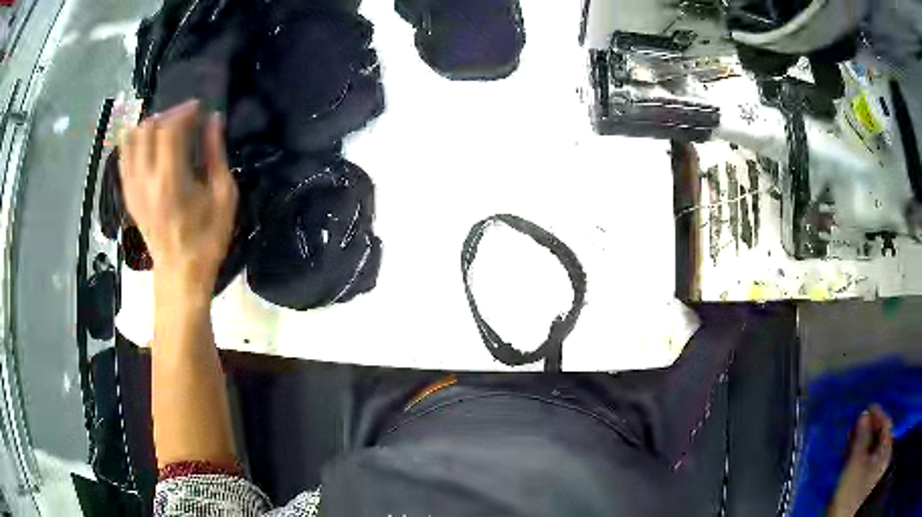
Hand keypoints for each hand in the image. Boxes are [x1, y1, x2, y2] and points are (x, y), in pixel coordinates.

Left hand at [120, 99, 237, 302]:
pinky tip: (149, 143)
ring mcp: (132, 188)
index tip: (199, 108)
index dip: (184, 111)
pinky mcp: (128, 195)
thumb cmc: (207, 239)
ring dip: (149, 126)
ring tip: (166, 130)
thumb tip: (213, 120)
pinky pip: (124, 158)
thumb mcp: (223, 197)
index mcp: (170, 181)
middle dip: (167, 115)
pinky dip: (134, 142)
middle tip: (184, 119)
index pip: (169, 129)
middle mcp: (145, 180)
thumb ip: (216, 155)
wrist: (179, 275)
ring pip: (131, 140)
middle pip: (147, 129)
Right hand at [829, 404, 893, 516]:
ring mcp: (876, 470)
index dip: (879, 414)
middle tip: (862, 421)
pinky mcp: (869, 479)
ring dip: (867, 440)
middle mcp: (884, 458)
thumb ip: (862, 437)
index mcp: (885, 451)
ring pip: (875, 447)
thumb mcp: (855, 463)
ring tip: (858, 433)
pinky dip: (865, 451)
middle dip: (872, 428)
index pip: (886, 425)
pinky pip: (870, 458)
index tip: (869, 407)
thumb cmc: (850, 492)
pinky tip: (857, 450)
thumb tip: (864, 416)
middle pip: (881, 436)